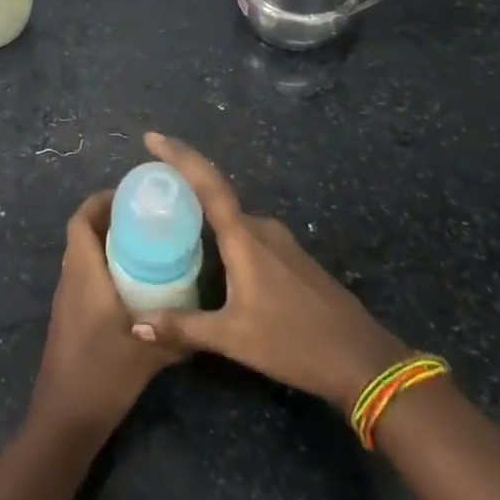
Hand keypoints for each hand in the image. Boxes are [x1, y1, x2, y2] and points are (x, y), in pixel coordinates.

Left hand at [28, 191, 182, 442]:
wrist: (65, 419)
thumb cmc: (102, 375)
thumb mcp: (148, 353)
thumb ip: (178, 334)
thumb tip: (208, 320)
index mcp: (84, 274)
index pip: (80, 220)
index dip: (100, 201)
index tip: (130, 196)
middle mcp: (71, 279)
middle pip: (82, 234)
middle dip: (111, 220)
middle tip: (148, 220)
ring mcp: (67, 299)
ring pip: (83, 256)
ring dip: (107, 244)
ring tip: (146, 246)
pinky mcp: (70, 318)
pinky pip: (85, 276)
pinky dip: (105, 268)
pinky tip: (134, 286)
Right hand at [139, 133, 408, 411]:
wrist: (364, 361)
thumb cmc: (295, 343)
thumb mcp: (233, 339)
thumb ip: (183, 327)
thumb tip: (136, 324)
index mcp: (245, 237)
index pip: (206, 183)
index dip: (179, 156)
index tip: (152, 137)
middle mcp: (262, 228)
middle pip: (216, 196)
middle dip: (184, 187)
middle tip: (149, 190)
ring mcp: (281, 242)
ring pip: (233, 218)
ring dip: (204, 215)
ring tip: (173, 224)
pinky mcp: (292, 259)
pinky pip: (248, 235)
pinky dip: (224, 234)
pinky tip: (212, 256)